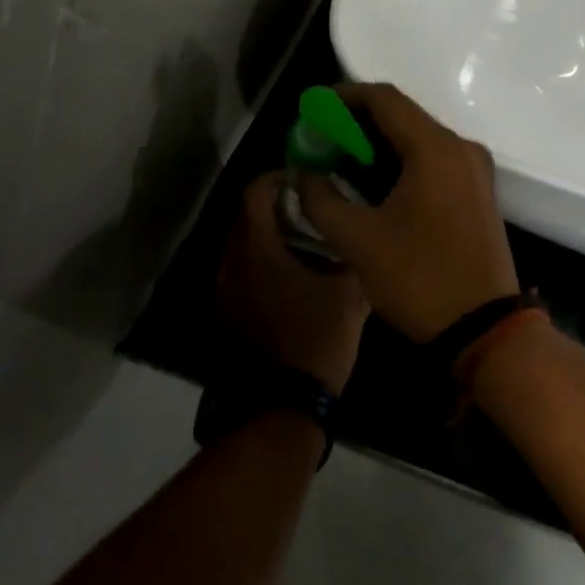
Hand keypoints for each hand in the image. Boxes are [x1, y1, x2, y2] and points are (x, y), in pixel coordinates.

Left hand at [217, 174, 368, 395]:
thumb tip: (360, 235)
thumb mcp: (350, 295)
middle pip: (244, 217)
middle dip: (273, 206)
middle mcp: (231, 265)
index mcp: (258, 250)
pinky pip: (240, 275)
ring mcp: (224, 293)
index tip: (303, 177)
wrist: (280, 407)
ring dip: (266, 237)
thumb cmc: (316, 340)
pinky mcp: (225, 317)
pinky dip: (260, 265)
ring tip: (303, 243)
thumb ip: (352, 257)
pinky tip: (289, 280)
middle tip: (308, 207)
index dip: (277, 177)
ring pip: (240, 248)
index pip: (255, 193)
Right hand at [294, 83, 519, 342]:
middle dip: (359, 123)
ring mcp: (475, 169)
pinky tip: (375, 184)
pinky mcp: (478, 191)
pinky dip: (402, 162)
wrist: (485, 329)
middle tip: (322, 139)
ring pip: (419, 139)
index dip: (345, 96)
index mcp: (435, 148)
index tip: (314, 108)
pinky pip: (435, 160)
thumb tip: (305, 175)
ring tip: (341, 162)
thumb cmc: (419, 279)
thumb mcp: (357, 240)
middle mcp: (461, 148)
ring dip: (380, 145)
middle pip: (403, 116)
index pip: (385, 99)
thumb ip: (322, 199)